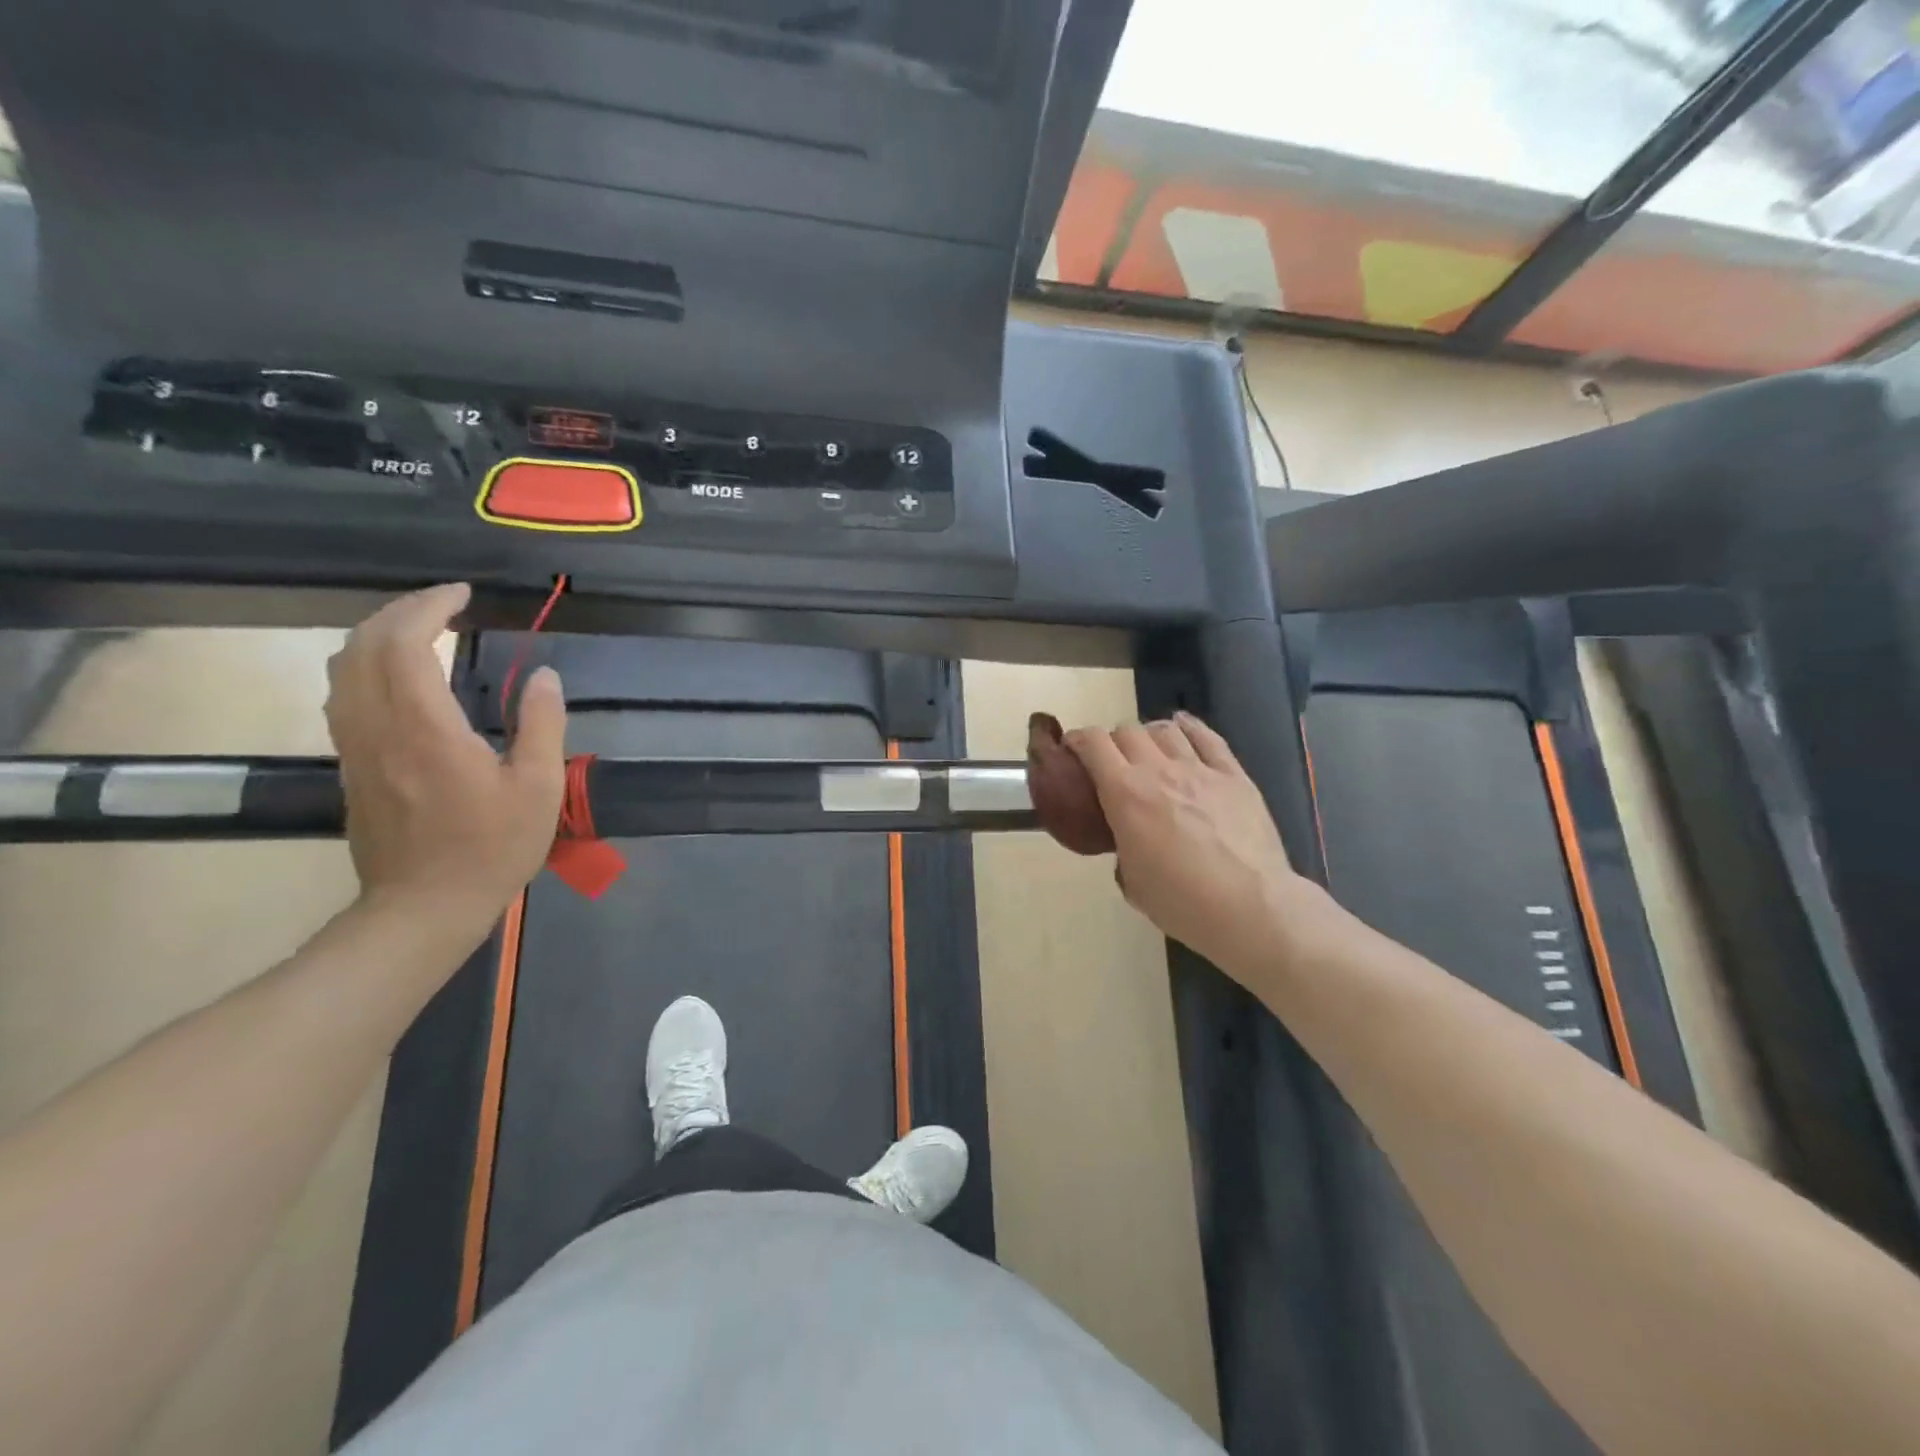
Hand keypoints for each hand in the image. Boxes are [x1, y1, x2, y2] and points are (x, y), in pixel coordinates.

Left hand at [326, 583, 566, 936]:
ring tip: (420, 628)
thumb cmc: (491, 848)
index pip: (405, 644)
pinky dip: (365, 665)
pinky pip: (343, 695)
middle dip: (399, 612)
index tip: (462, 593)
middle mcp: (378, 728)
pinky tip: (398, 673)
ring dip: (376, 635)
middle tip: (443, 603)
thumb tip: (544, 676)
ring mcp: (356, 747)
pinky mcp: (351, 764)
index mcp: (425, 729)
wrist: (423, 907)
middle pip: (362, 646)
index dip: (429, 607)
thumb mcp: (538, 788)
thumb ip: (542, 725)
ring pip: (342, 668)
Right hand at [1065, 713, 1323, 977]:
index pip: (1093, 744)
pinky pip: (1209, 738)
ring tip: (1149, 749)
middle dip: (1113, 741)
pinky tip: (1184, 727)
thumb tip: (1130, 841)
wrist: (1249, 908)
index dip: (1078, 740)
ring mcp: (1199, 769)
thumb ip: (1123, 848)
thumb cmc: (1181, 903)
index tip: (1072, 749)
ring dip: (1149, 735)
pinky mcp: (1234, 776)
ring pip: (1166, 730)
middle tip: (1113, 762)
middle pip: (1127, 731)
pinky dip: (1190, 728)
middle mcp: (1158, 771)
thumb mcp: (1131, 881)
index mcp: (1124, 794)